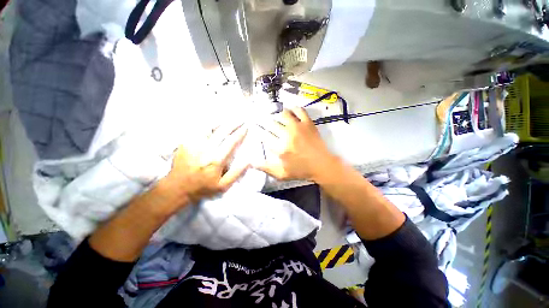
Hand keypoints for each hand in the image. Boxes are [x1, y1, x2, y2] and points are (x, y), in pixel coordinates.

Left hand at [159, 123, 248, 206]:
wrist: (177, 188)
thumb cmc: (203, 187)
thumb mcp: (223, 186)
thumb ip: (236, 173)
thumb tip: (248, 161)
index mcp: (216, 160)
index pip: (231, 142)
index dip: (240, 133)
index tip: (246, 127)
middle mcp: (205, 149)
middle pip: (222, 131)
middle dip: (233, 124)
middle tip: (240, 119)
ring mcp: (193, 145)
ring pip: (209, 127)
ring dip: (220, 122)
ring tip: (228, 118)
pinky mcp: (185, 143)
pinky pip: (197, 129)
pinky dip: (207, 125)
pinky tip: (212, 123)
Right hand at [255, 108, 335, 180]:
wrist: (322, 165)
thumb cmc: (301, 170)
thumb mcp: (282, 174)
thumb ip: (266, 168)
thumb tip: (251, 162)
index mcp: (279, 148)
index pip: (264, 136)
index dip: (258, 131)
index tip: (256, 128)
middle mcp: (286, 135)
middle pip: (271, 124)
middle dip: (265, 122)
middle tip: (264, 121)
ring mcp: (298, 127)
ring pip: (283, 114)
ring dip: (277, 115)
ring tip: (276, 117)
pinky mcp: (308, 123)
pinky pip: (299, 111)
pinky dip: (294, 109)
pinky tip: (290, 110)